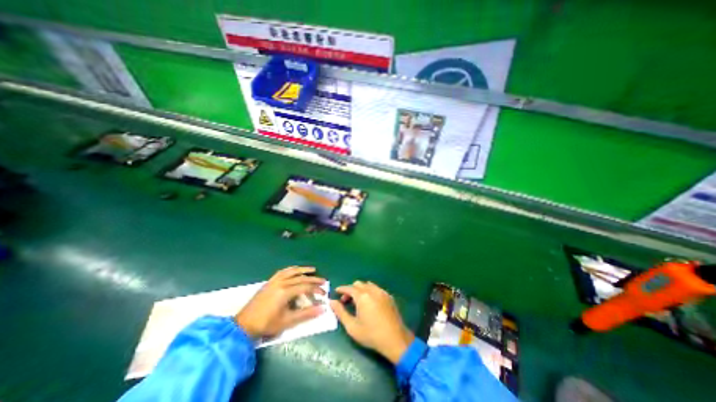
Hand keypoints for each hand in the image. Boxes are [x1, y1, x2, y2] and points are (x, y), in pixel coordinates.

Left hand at [235, 267, 325, 338]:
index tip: (323, 293)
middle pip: (301, 278)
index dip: (316, 289)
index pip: (306, 287)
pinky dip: (291, 269)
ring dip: (303, 270)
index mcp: (285, 292)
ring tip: (313, 270)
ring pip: (292, 271)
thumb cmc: (266, 324)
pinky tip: (295, 270)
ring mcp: (274, 281)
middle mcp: (281, 283)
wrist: (244, 325)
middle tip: (323, 281)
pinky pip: (283, 272)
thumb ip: (306, 314)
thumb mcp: (287, 321)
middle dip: (313, 279)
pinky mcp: (269, 282)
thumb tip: (322, 309)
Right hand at [329, 283, 414, 363]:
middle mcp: (372, 290)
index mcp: (362, 296)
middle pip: (358, 284)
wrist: (395, 339)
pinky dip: (370, 291)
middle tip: (346, 301)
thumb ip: (340, 312)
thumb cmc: (371, 334)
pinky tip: (370, 303)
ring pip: (368, 285)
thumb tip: (331, 302)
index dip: (342, 289)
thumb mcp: (352, 326)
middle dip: (351, 290)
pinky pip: (376, 289)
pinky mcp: (388, 296)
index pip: (349, 288)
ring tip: (358, 301)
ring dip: (361, 289)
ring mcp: (382, 292)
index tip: (336, 291)